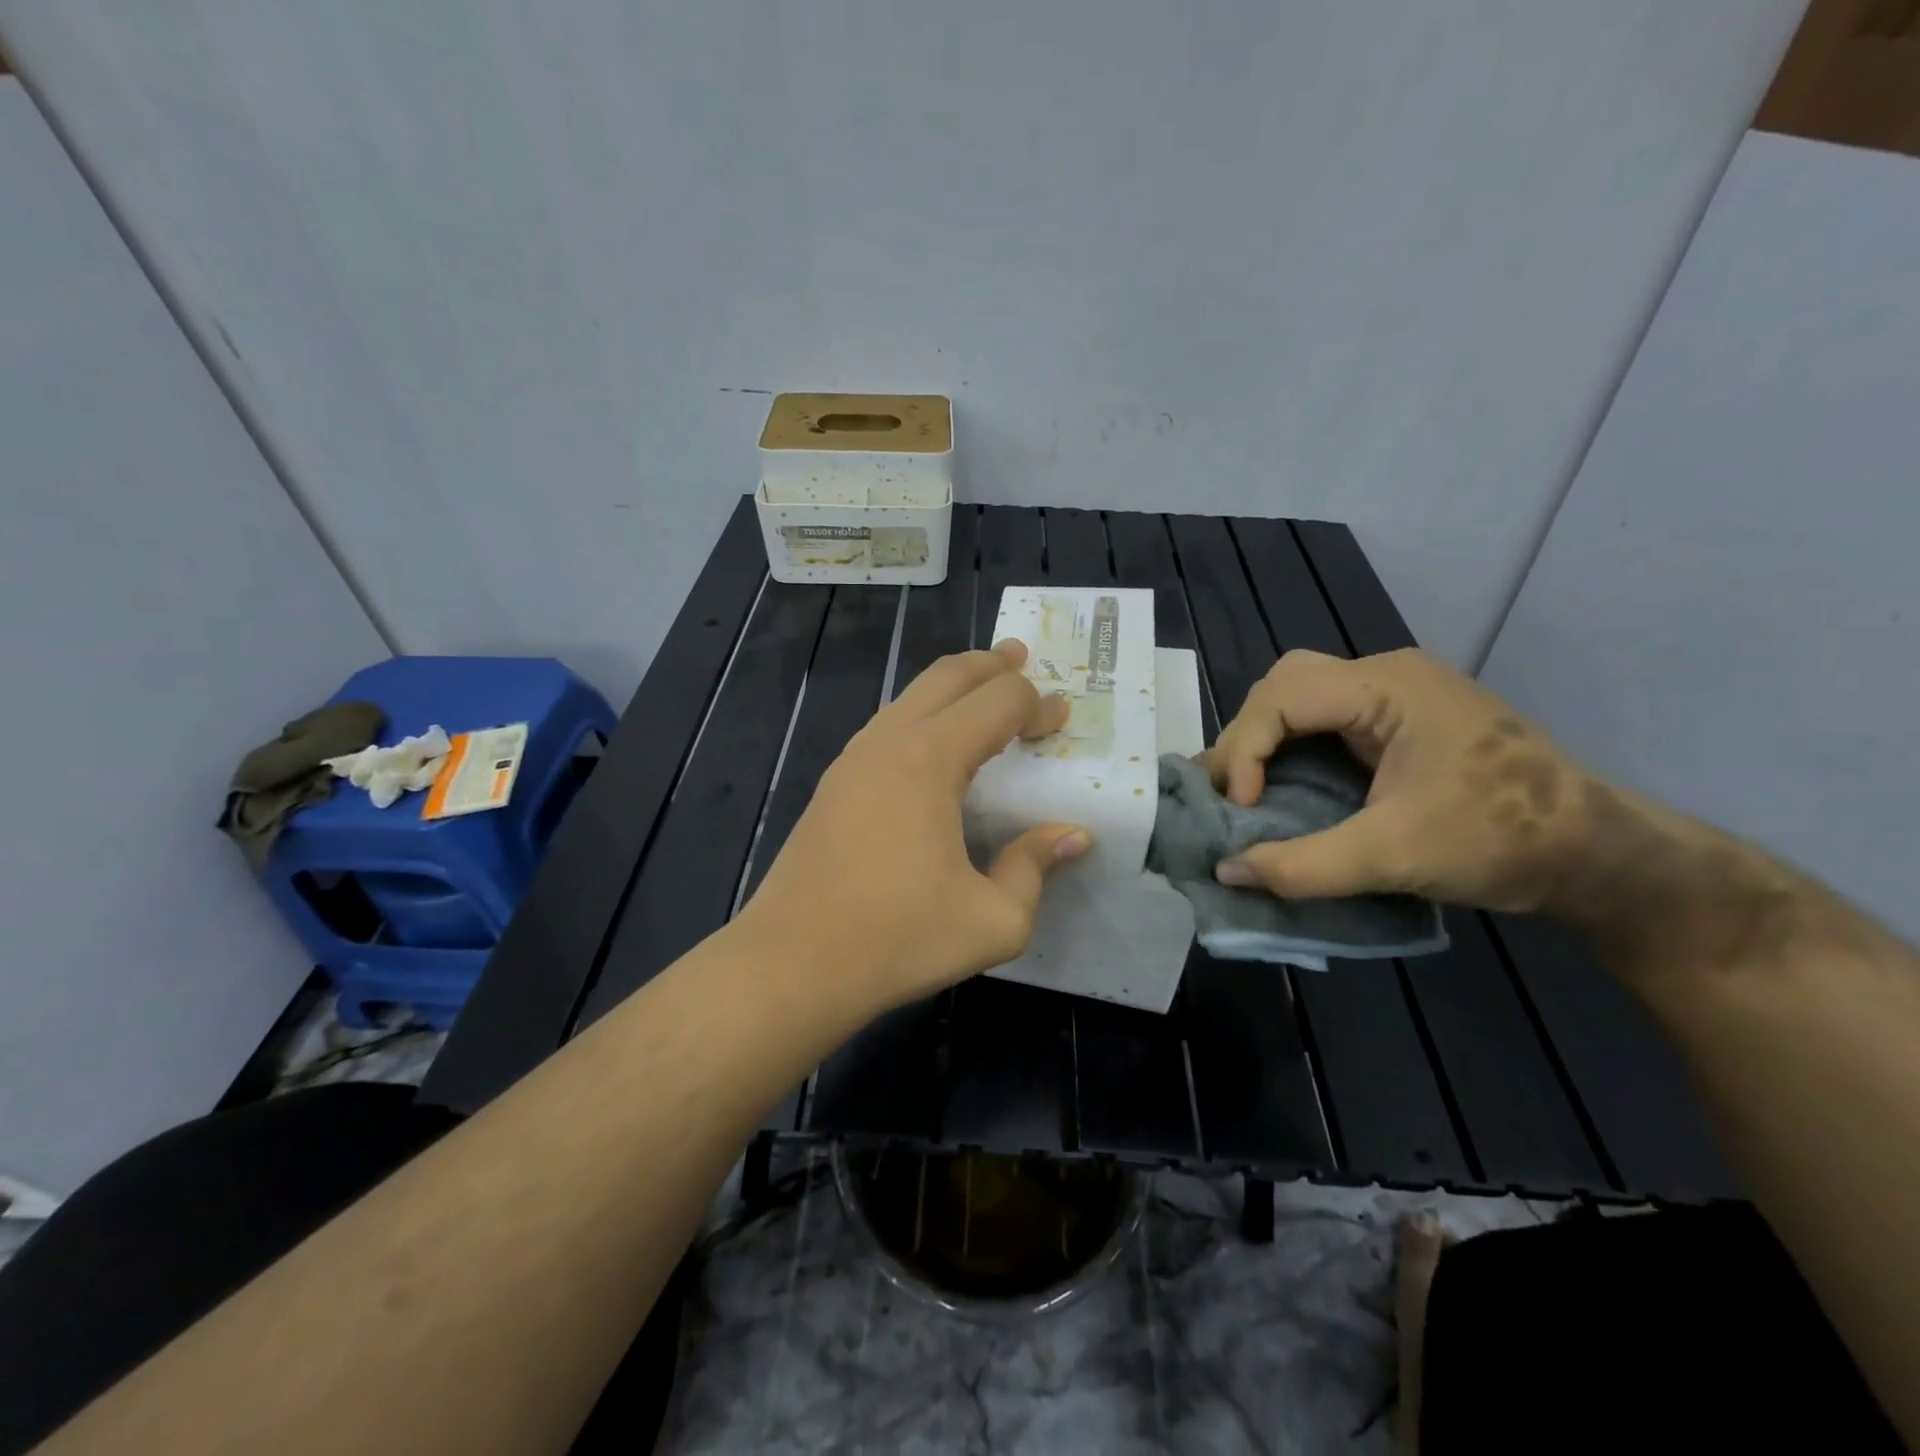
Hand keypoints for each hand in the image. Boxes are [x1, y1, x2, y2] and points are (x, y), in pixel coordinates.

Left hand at [736, 641, 1090, 1014]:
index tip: (1062, 719)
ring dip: (953, 685)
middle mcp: (888, 743)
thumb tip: (1072, 836)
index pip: (997, 703)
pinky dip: (923, 715)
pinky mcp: (833, 784)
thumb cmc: (896, 940)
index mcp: (929, 760)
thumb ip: (1034, 868)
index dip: (1037, 704)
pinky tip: (934, 744)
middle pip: (947, 676)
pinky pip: (887, 726)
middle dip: (991, 664)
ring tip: (983, 689)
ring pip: (910, 696)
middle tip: (1023, 659)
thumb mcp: (992, 919)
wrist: (790, 965)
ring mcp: (852, 760)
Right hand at [1203, 648, 1588, 913]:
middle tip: (1233, 793)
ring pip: (1300, 696)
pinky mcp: (1399, 721)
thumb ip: (1303, 865)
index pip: (1282, 697)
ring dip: (1266, 740)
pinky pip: (1324, 719)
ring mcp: (1396, 696)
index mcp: (1388, 686)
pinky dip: (1292, 749)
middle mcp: (1386, 676)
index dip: (1245, 750)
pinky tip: (1284, 785)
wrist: (1596, 854)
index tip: (1242, 809)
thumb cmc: (1500, 841)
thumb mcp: (1394, 857)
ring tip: (1248, 790)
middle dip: (1248, 737)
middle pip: (1283, 684)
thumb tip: (1225, 872)